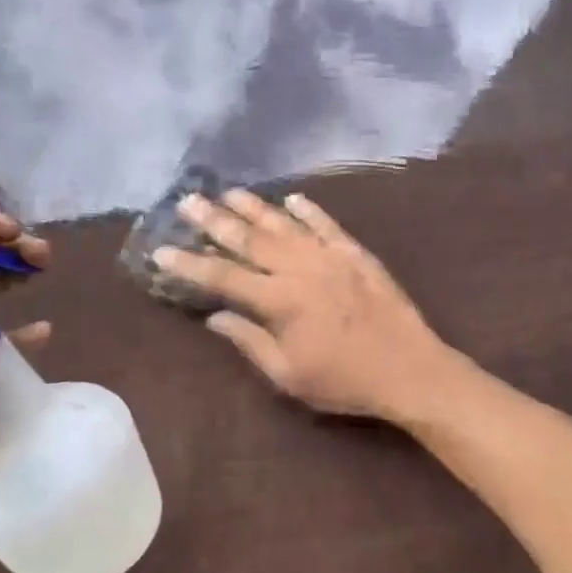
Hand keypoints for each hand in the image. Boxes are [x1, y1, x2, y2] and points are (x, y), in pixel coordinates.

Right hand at [153, 189, 451, 421]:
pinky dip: (310, 210)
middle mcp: (301, 269)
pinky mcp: (357, 254)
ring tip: (229, 191)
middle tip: (188, 201)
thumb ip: (250, 341)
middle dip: (215, 220)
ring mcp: (331, 257)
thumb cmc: (345, 381)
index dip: (189, 264)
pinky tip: (294, 199)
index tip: (161, 250)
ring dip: (255, 207)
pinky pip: (328, 225)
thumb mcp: (289, 375)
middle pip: (250, 239)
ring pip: (285, 225)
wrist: (410, 370)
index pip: (223, 277)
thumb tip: (215, 317)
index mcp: (280, 301)